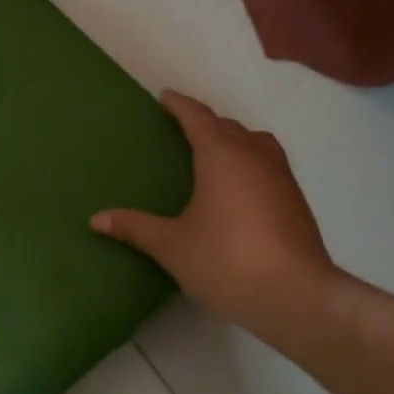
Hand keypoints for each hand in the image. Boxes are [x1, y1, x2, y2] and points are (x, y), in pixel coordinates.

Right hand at [92, 91, 344, 328]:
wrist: (297, 296)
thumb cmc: (227, 261)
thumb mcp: (172, 246)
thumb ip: (135, 228)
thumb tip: (96, 219)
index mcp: (221, 155)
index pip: (197, 116)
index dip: (179, 104)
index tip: (164, 97)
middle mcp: (253, 155)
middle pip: (227, 125)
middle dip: (204, 122)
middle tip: (182, 129)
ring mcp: (281, 176)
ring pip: (255, 141)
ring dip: (234, 139)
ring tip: (215, 154)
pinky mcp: (296, 199)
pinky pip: (269, 163)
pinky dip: (251, 161)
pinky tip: (240, 188)